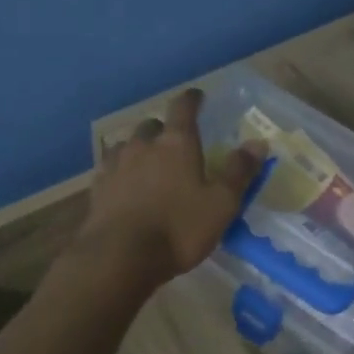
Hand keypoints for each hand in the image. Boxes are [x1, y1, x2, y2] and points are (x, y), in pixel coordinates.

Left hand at [78, 89, 263, 286]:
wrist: (119, 256)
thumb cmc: (178, 228)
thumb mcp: (221, 204)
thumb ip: (238, 171)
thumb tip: (258, 142)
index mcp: (176, 143)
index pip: (184, 108)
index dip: (192, 100)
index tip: (197, 96)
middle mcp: (142, 145)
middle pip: (151, 126)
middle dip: (163, 130)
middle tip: (173, 143)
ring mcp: (115, 165)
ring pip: (126, 145)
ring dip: (138, 150)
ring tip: (146, 164)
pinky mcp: (96, 188)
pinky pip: (109, 169)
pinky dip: (119, 171)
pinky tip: (122, 185)